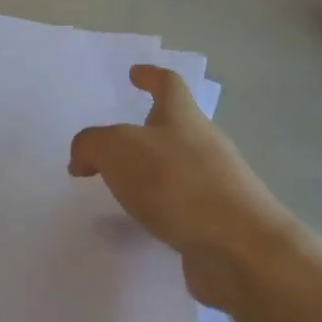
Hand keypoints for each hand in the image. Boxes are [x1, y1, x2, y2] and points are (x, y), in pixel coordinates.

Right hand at [68, 65, 297, 311]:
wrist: (238, 248)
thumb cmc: (176, 183)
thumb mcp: (116, 149)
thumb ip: (91, 145)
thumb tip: (83, 159)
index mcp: (183, 118)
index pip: (168, 84)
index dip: (150, 76)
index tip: (135, 73)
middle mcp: (204, 145)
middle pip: (174, 127)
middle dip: (145, 131)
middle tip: (112, 145)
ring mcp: (215, 185)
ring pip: (176, 168)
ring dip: (149, 173)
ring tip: (117, 187)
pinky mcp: (216, 223)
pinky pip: (180, 206)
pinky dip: (158, 209)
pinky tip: (139, 223)